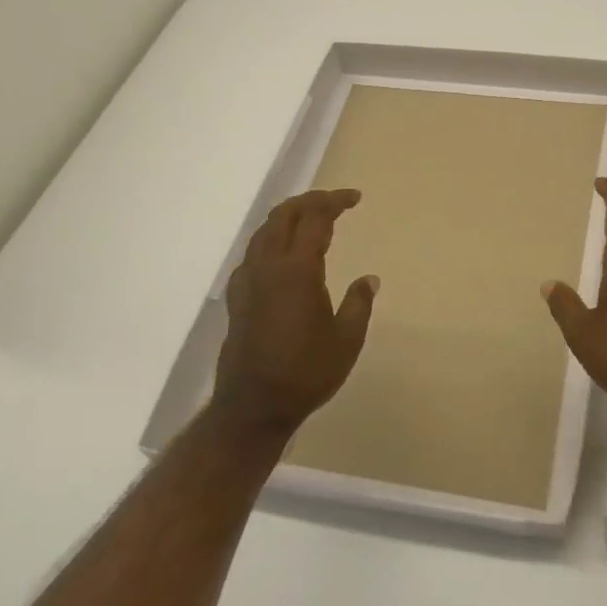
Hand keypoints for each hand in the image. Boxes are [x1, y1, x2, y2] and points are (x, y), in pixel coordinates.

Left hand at [210, 189, 377, 442]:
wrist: (253, 407)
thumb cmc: (306, 373)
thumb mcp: (347, 340)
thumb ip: (359, 303)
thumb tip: (369, 279)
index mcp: (297, 271)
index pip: (315, 219)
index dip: (335, 202)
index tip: (355, 198)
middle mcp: (268, 266)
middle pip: (284, 215)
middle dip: (310, 201)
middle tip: (335, 202)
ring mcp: (247, 281)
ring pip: (264, 231)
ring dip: (288, 217)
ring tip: (311, 219)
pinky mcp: (237, 297)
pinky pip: (254, 252)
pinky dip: (272, 239)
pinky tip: (283, 254)